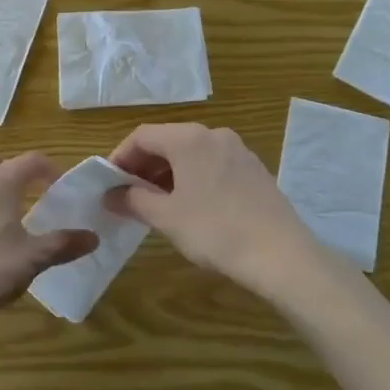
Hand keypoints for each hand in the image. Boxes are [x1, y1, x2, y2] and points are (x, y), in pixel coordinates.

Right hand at [107, 123, 336, 303]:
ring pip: (191, 153)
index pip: (142, 136)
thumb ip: (134, 200)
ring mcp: (238, 150)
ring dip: (168, 173)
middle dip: (144, 166)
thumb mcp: (166, 217)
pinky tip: (191, 206)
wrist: (281, 255)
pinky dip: (192, 177)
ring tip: (157, 203)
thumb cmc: (215, 230)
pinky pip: (212, 164)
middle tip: (129, 195)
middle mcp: (214, 134)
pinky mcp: (254, 169)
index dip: (120, 157)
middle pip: (167, 141)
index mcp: (189, 138)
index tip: (109, 183)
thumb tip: (111, 195)